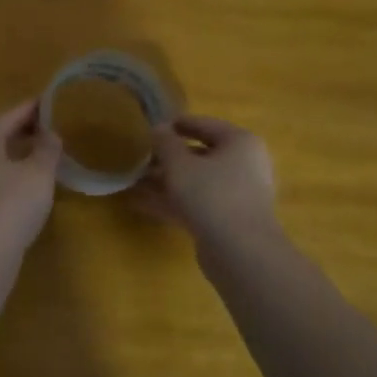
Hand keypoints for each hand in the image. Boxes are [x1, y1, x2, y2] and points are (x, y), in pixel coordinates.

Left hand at [0, 99, 62, 255]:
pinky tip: (33, 182)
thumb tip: (50, 133)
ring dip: (21, 151)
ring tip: (46, 151)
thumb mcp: (38, 173)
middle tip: (52, 124)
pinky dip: (16, 171)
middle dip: (25, 129)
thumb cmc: (13, 204)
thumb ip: (47, 149)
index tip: (52, 100)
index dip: (33, 107)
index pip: (11, 115)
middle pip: (1, 135)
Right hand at [132, 115, 278, 242]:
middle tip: (140, 157)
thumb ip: (165, 143)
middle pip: (200, 155)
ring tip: (133, 181)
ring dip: (165, 181)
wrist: (240, 252)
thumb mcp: (180, 165)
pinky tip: (140, 203)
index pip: (205, 125)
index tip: (151, 127)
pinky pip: (196, 203)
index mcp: (240, 142)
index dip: (177, 124)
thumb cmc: (212, 195)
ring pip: (196, 181)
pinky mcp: (227, 220)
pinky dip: (172, 201)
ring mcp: (236, 194)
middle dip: (168, 157)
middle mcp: (243, 165)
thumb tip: (158, 128)